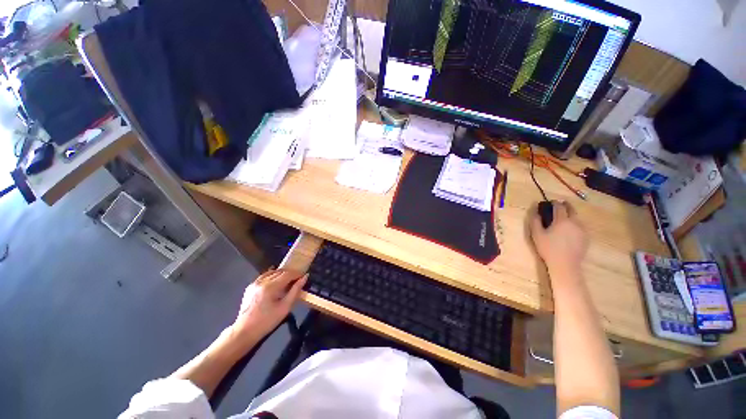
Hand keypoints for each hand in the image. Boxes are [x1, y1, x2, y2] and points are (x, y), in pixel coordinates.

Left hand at [231, 269, 307, 343]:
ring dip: (281, 274)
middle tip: (297, 279)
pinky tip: (276, 282)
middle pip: (280, 272)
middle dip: (290, 274)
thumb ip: (295, 291)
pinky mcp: (250, 287)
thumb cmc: (267, 321)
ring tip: (288, 281)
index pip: (287, 274)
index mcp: (270, 287)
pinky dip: (272, 276)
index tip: (304, 276)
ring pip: (272, 272)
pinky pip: (264, 276)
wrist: (245, 331)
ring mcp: (254, 283)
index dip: (297, 274)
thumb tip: (304, 277)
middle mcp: (262, 282)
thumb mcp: (285, 307)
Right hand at [530, 201, 587, 276]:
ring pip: (577, 217)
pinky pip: (580, 226)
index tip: (549, 202)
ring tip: (563, 219)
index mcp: (562, 220)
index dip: (554, 202)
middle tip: (558, 206)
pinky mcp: (586, 237)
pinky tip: (568, 230)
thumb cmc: (548, 248)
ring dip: (570, 215)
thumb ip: (535, 220)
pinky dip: (574, 224)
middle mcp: (575, 222)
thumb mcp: (536, 234)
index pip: (559, 206)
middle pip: (572, 209)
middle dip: (565, 205)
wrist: (565, 265)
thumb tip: (535, 209)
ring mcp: (582, 230)